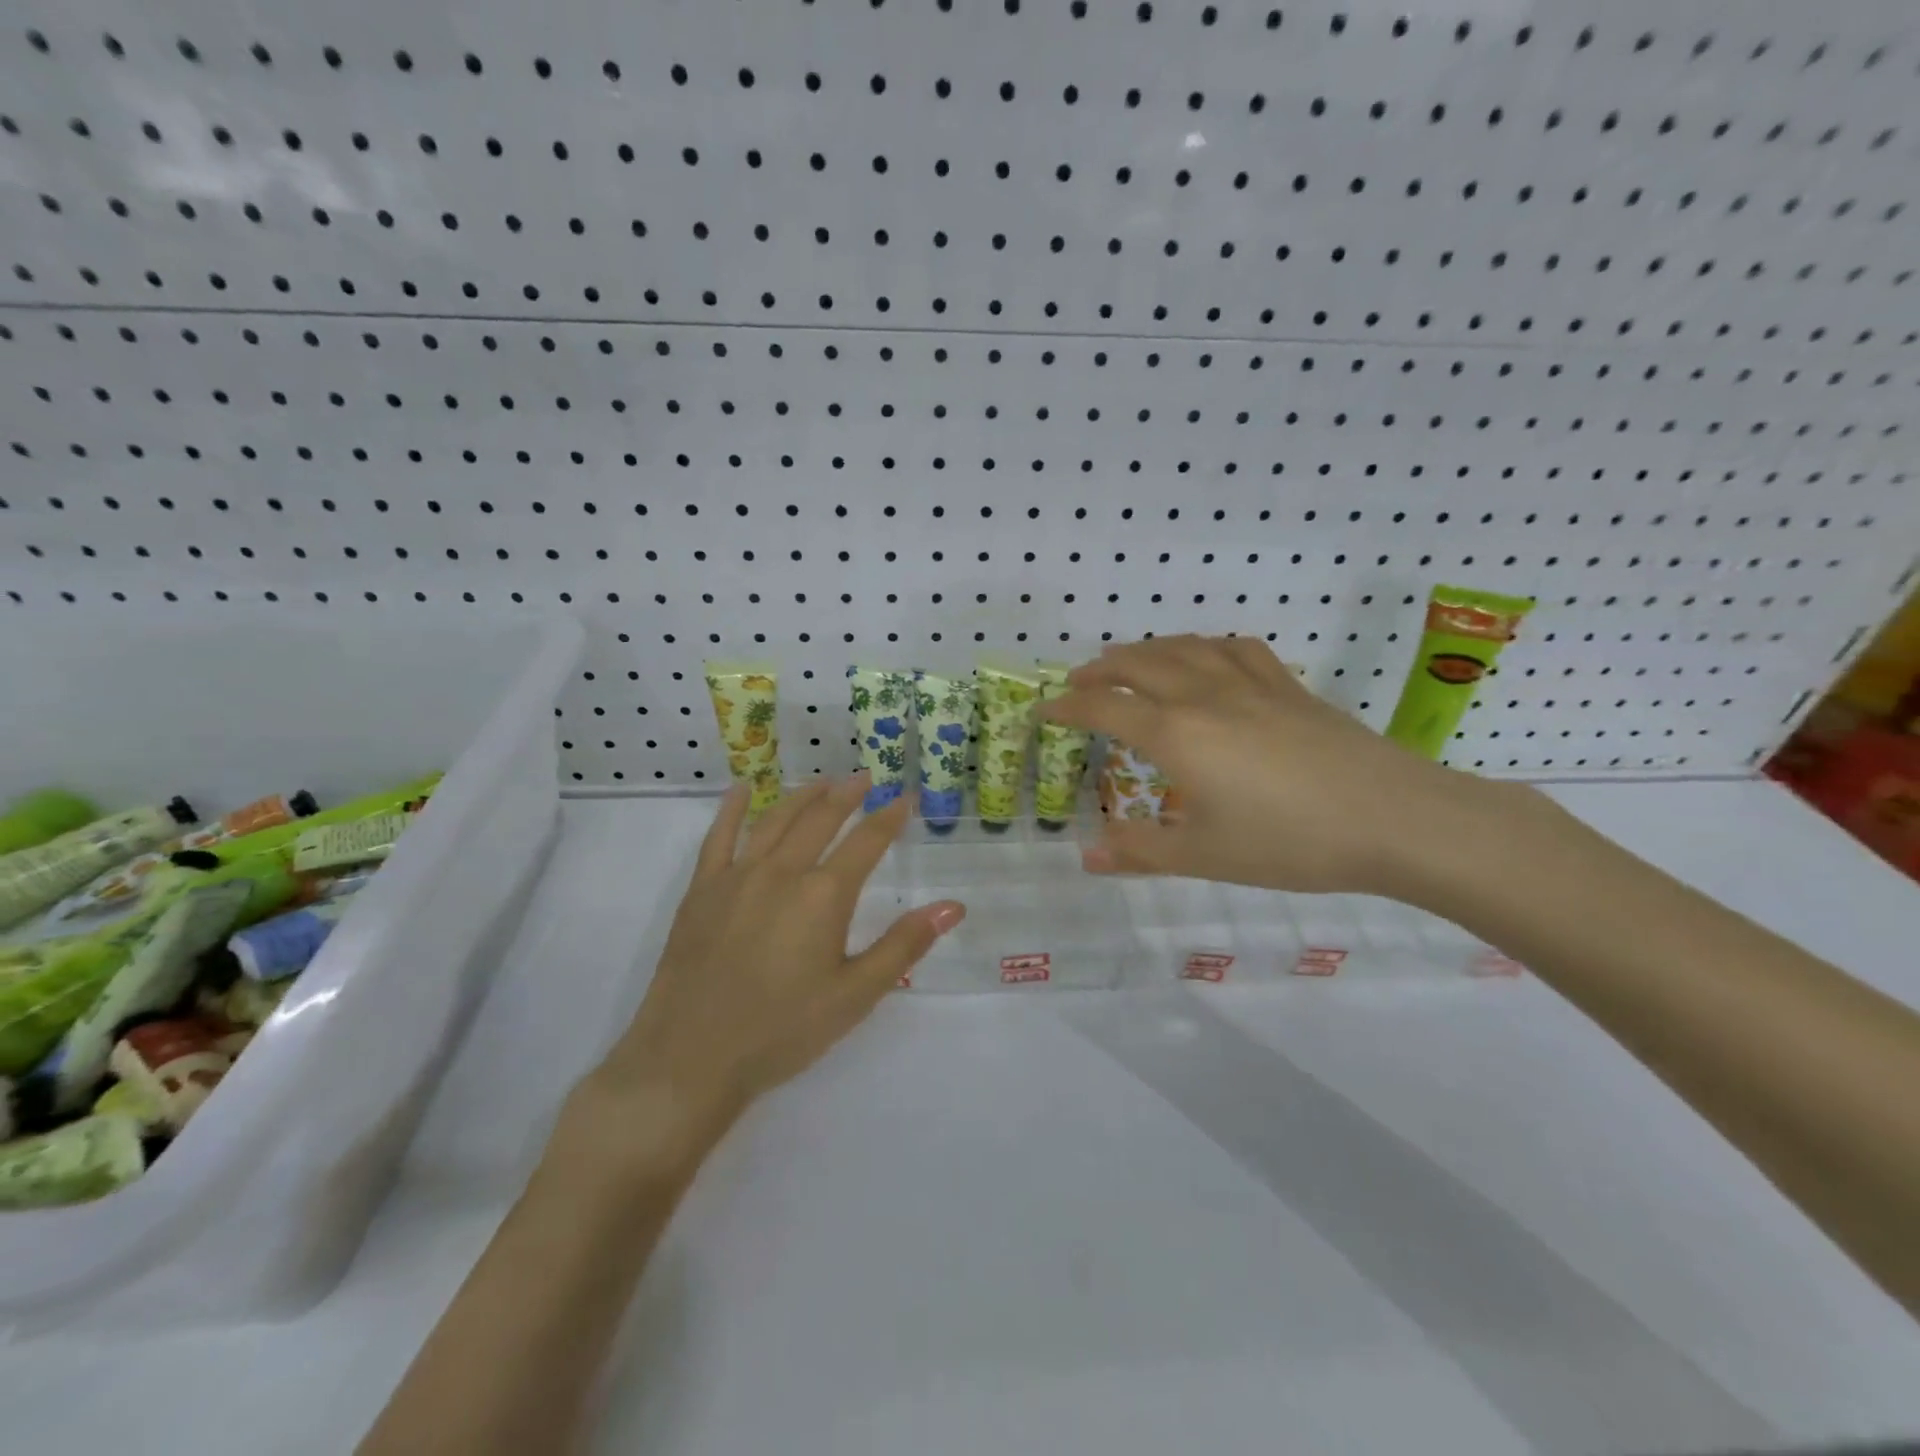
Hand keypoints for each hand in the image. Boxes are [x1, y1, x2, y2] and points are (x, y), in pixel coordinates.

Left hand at [572, 776, 964, 1167]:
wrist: (691, 1058)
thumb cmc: (782, 1030)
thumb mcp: (855, 995)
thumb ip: (904, 945)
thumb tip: (952, 906)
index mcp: (823, 896)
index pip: (866, 842)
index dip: (889, 817)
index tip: (905, 799)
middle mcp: (782, 872)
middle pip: (820, 819)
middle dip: (846, 794)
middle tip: (864, 778)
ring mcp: (737, 876)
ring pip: (775, 820)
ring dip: (802, 796)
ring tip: (822, 782)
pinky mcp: (701, 890)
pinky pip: (719, 837)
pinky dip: (733, 809)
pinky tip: (742, 790)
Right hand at [1042, 635, 1502, 895]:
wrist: (1394, 818)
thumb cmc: (1289, 842)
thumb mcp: (1203, 855)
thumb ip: (1139, 852)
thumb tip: (1086, 855)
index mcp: (1176, 734)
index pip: (1105, 708)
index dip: (1067, 706)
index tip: (1043, 710)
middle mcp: (1204, 696)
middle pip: (1138, 664)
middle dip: (1099, 669)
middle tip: (1077, 680)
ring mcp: (1250, 685)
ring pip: (1184, 648)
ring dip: (1145, 649)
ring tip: (1128, 660)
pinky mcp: (1288, 686)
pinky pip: (1235, 649)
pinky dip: (1206, 646)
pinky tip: (1206, 656)